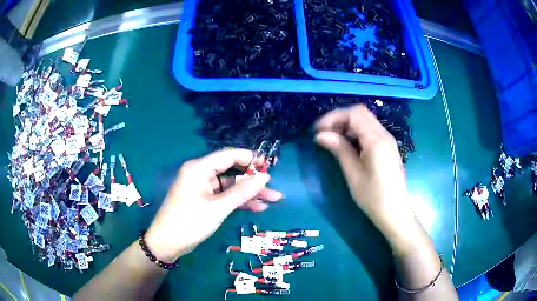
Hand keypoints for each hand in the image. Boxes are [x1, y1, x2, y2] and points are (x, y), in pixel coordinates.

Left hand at [145, 149, 282, 262]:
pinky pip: (224, 196)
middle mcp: (201, 173)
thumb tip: (264, 176)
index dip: (250, 159)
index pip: (229, 155)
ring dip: (249, 193)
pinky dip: (238, 201)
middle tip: (274, 188)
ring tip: (273, 200)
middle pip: (232, 171)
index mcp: (199, 168)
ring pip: (230, 185)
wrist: (167, 243)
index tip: (270, 166)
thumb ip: (242, 191)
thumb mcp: (218, 207)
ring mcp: (202, 187)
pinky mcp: (204, 199)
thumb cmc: (190, 222)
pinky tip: (257, 207)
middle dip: (253, 181)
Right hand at [314, 105, 416, 244]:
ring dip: (347, 123)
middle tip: (324, 132)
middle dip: (339, 118)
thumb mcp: (353, 175)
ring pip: (365, 119)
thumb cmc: (373, 197)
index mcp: (376, 140)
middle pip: (360, 112)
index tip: (317, 130)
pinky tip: (347, 143)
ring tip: (332, 138)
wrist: (395, 212)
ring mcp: (388, 140)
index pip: (353, 115)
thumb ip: (339, 150)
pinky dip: (356, 130)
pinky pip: (370, 129)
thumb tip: (320, 135)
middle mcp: (384, 134)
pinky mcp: (388, 146)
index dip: (332, 118)